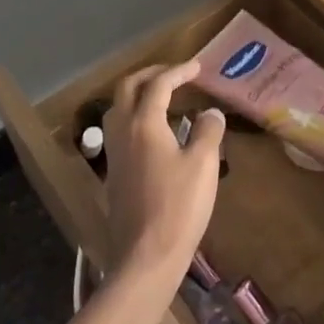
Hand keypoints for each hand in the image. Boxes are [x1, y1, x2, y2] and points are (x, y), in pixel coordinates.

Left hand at [102, 62, 224, 285]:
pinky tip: (155, 134)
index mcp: (144, 123)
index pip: (159, 84)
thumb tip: (210, 113)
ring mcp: (114, 154)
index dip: (179, 71)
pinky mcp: (114, 174)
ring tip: (162, 99)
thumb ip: (208, 131)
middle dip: (150, 75)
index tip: (197, 67)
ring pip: (118, 109)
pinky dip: (135, 118)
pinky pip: (120, 131)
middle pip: (128, 89)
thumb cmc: (178, 207)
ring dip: (138, 95)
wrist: (145, 257)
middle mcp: (123, 132)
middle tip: (174, 74)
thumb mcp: (203, 165)